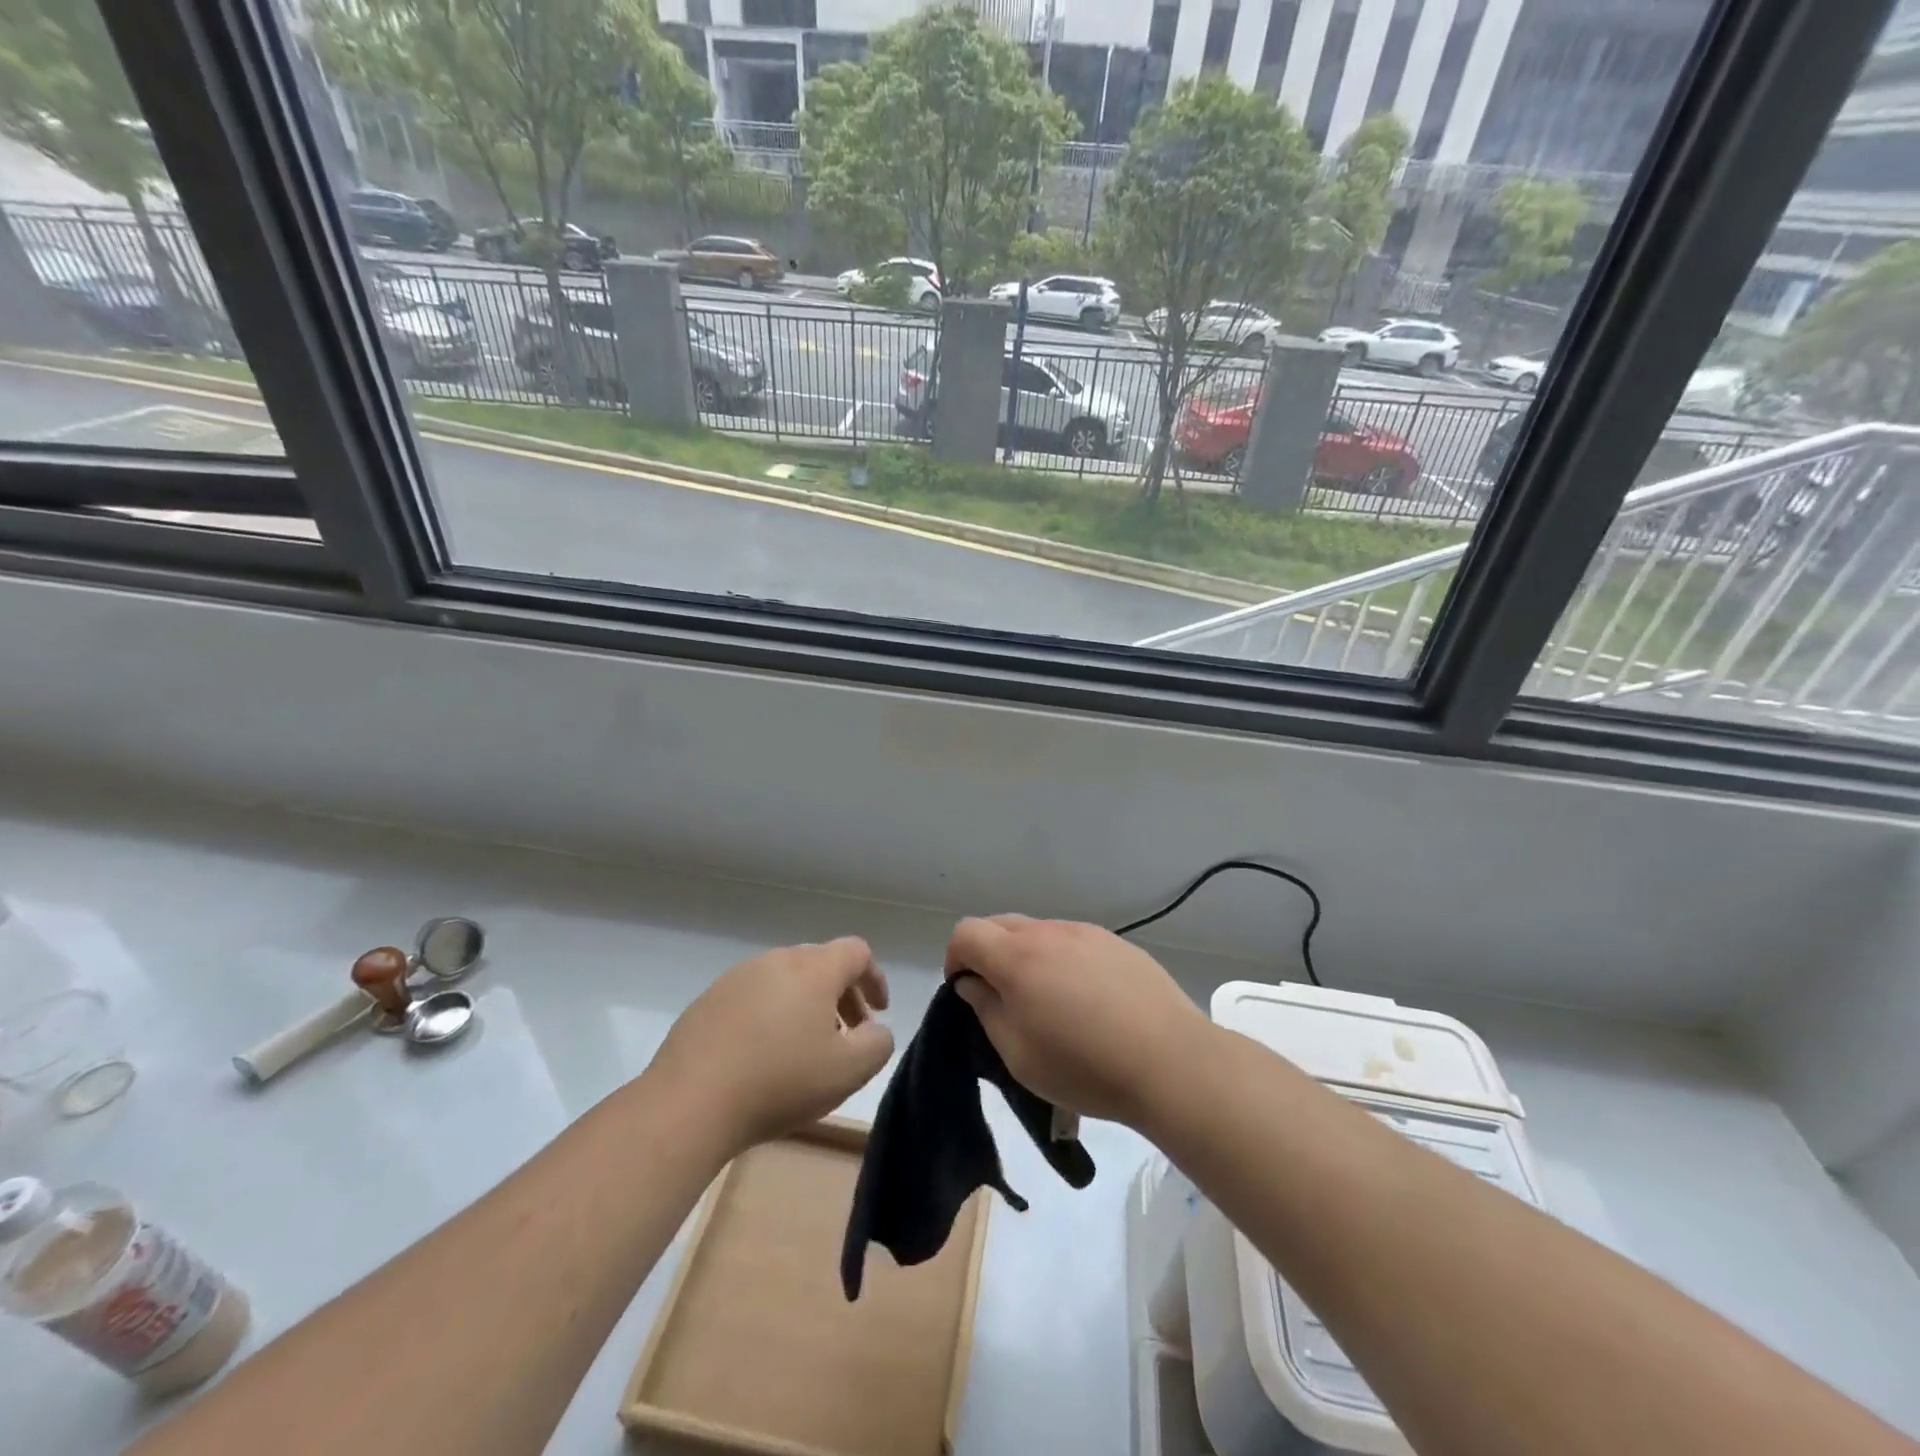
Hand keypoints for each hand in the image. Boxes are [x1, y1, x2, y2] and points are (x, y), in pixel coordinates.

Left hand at [649, 938, 894, 1153]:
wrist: (689, 1103)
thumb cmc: (779, 1082)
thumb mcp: (849, 1071)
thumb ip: (877, 1043)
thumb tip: (874, 1030)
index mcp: (814, 968)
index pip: (856, 952)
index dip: (874, 978)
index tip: (878, 1013)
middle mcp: (776, 960)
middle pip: (821, 963)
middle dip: (841, 995)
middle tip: (846, 1035)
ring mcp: (737, 978)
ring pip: (785, 980)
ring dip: (805, 1005)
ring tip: (804, 1049)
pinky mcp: (708, 1000)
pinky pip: (753, 997)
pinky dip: (770, 1015)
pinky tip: (762, 1056)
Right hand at [944, 916, 1213, 1129]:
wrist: (1171, 1062)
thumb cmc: (1084, 1066)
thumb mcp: (1018, 1054)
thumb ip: (987, 1010)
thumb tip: (974, 984)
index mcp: (1017, 957)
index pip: (966, 933)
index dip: (955, 959)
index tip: (966, 991)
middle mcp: (1049, 932)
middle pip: (1001, 925)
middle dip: (989, 953)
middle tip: (1002, 997)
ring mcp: (1087, 933)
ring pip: (1040, 932)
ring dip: (1028, 956)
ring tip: (1049, 1001)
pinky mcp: (1118, 943)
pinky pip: (1075, 941)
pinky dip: (1064, 960)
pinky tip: (1088, 1000)